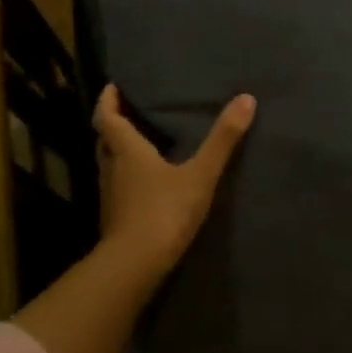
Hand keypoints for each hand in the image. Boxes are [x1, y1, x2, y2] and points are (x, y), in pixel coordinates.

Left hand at [94, 83, 255, 275]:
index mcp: (127, 150)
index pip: (107, 118)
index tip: (112, 87)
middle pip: (105, 140)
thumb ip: (222, 139)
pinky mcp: (114, 218)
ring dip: (118, 151)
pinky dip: (125, 177)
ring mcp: (110, 196)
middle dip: (113, 125)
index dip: (108, 101)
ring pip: (109, 164)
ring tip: (138, 144)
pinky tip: (143, 184)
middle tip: (127, 113)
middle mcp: (112, 168)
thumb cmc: (165, 211)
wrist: (135, 265)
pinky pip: (117, 187)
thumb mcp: (200, 174)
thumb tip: (246, 98)